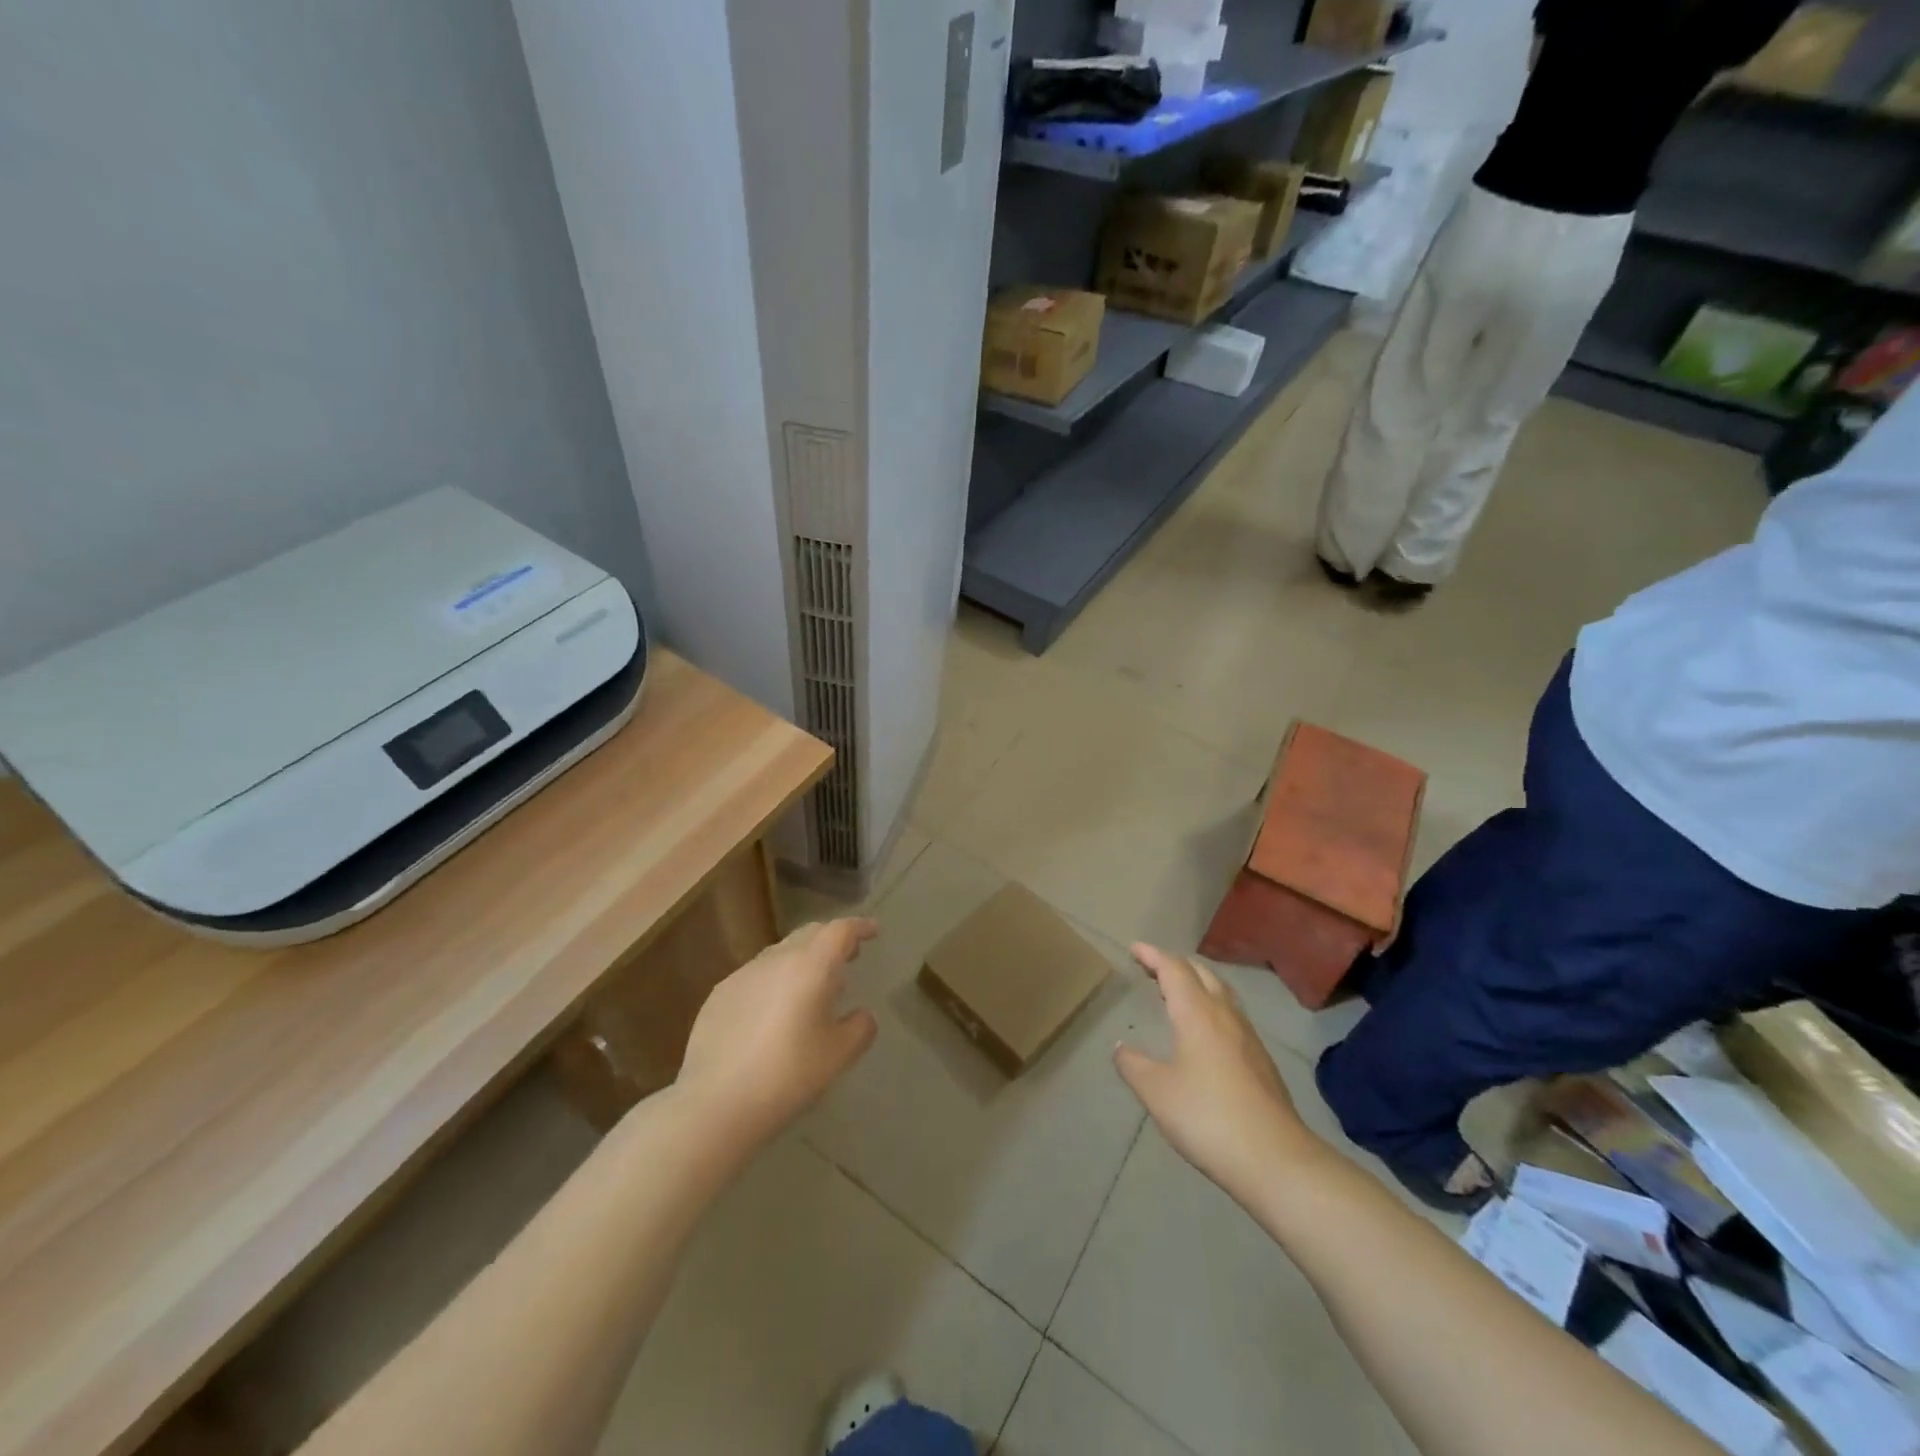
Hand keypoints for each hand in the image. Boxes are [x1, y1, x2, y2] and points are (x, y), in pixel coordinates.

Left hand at [675, 918, 879, 1148]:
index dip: (859, 927)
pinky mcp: (719, 995)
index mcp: (811, 966)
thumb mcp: (839, 1056)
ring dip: (802, 960)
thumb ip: (860, 1028)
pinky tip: (773, 1011)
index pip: (840, 931)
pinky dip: (774, 980)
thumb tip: (862, 1015)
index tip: (873, 930)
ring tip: (812, 986)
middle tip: (849, 955)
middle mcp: (777, 959)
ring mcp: (743, 974)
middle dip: (832, 939)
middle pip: (810, 934)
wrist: (715, 1103)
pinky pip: (756, 975)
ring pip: (780, 953)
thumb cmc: (788, 1075)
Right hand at [1115, 946, 1324, 1202]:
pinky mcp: (1261, 1060)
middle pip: (1201, 973)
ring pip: (1221, 992)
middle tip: (1151, 968)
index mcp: (1197, 1013)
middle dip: (1175, 964)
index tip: (1134, 948)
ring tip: (1177, 992)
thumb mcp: (1157, 1092)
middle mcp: (1225, 1015)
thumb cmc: (1207, 1117)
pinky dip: (1211, 1006)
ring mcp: (1248, 1036)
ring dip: (1197, 983)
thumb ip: (1134, 1065)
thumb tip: (1121, 1048)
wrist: (1275, 1159)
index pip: (1173, 969)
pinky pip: (1232, 1015)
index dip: (1152, 955)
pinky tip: (1205, 1031)